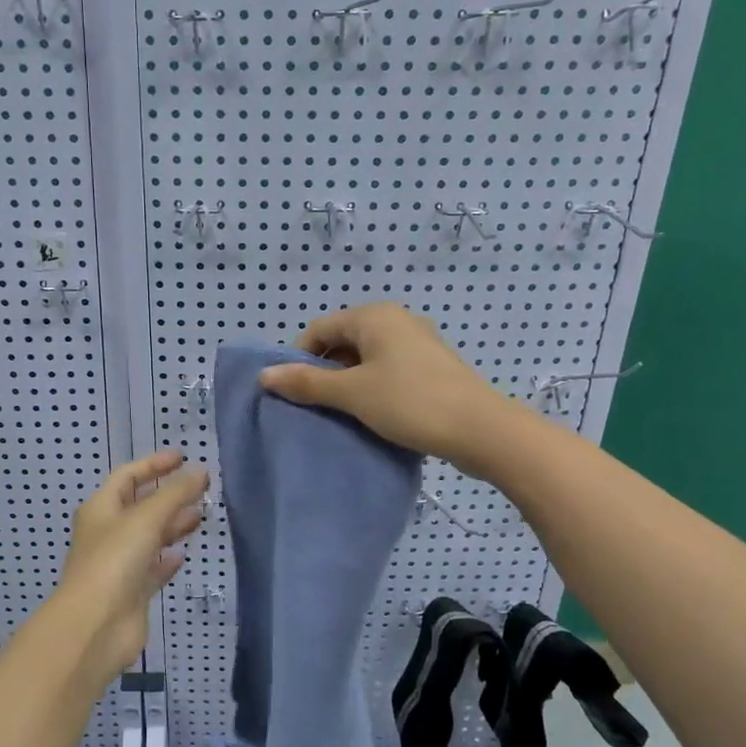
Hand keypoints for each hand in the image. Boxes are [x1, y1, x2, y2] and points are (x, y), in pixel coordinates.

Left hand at [48, 451, 207, 683]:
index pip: (128, 476)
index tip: (183, 456)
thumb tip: (200, 471)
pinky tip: (183, 554)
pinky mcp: (132, 591)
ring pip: (150, 536)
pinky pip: (153, 568)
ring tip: (201, 515)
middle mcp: (108, 532)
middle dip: (169, 495)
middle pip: (141, 505)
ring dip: (173, 524)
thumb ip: (176, 493)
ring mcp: (119, 563)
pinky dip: (167, 559)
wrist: (95, 626)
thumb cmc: (114, 561)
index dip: (154, 464)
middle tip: (202, 488)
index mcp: (101, 508)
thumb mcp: (146, 518)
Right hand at [257, 304, 512, 476]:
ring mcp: (417, 342)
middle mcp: (396, 320)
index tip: (295, 393)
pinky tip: (373, 414)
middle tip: (317, 406)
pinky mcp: (431, 366)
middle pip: (343, 340)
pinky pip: (388, 369)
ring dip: (348, 382)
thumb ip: (307, 383)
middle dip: (324, 371)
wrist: (481, 430)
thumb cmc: (410, 402)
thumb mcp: (352, 393)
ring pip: (366, 358)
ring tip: (343, 413)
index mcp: (374, 316)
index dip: (300, 359)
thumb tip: (264, 375)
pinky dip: (373, 387)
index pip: (319, 329)